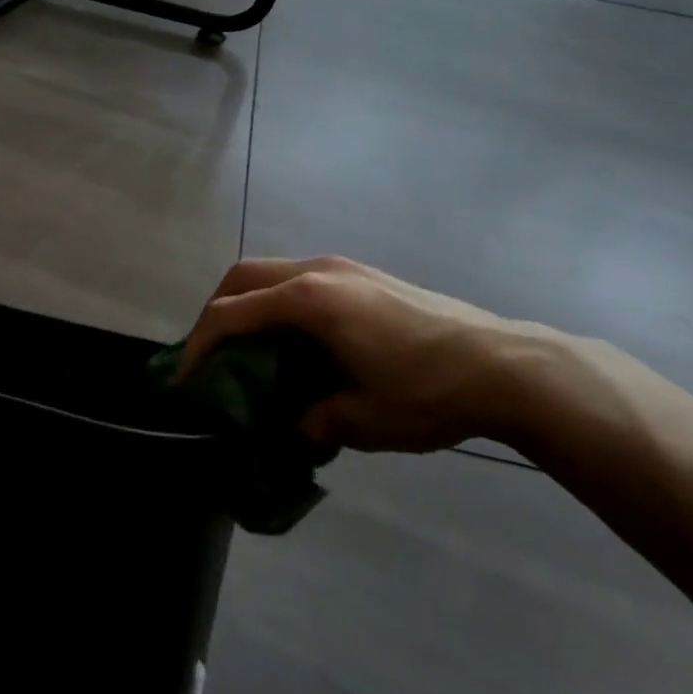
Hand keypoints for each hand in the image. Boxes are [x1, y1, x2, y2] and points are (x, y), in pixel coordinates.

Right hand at [182, 258, 585, 453]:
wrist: (507, 365)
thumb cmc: (428, 391)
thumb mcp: (360, 420)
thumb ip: (310, 421)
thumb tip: (291, 425)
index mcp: (309, 300)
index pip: (231, 313)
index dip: (199, 344)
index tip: (185, 377)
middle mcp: (319, 271)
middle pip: (244, 276)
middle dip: (217, 311)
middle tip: (212, 355)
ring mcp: (345, 267)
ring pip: (274, 273)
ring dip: (251, 304)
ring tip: (253, 350)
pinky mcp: (366, 275)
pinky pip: (303, 279)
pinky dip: (282, 304)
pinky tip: (300, 342)